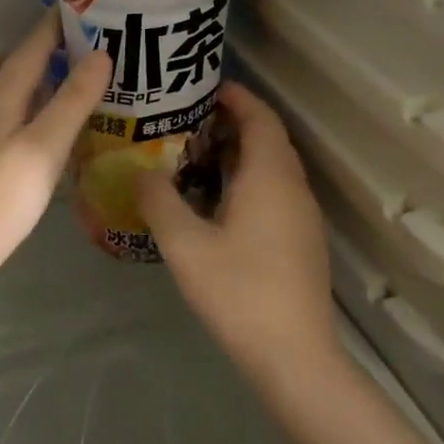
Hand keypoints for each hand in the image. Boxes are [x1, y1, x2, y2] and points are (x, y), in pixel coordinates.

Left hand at [0, 12, 110, 283]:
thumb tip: (101, 53)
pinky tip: (35, 131)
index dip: (52, 27)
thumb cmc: (2, 198)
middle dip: (36, 50)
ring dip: (24, 80)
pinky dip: (19, 110)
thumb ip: (73, 101)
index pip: (28, 49)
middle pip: (6, 66)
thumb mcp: (45, 146)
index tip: (79, 8)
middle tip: (73, 48)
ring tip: (58, 85)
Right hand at [134, 83, 337, 375]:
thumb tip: (141, 171)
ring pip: (272, 167)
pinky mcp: (301, 239)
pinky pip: (275, 191)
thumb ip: (159, 201)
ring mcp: (302, 216)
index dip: (236, 97)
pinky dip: (248, 180)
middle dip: (232, 122)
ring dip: (239, 153)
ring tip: (194, 156)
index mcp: (270, 177)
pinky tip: (216, 202)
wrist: (294, 355)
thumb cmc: (239, 291)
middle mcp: (292, 187)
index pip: (260, 117)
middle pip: (268, 139)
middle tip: (187, 121)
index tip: (203, 88)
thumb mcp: (186, 245)